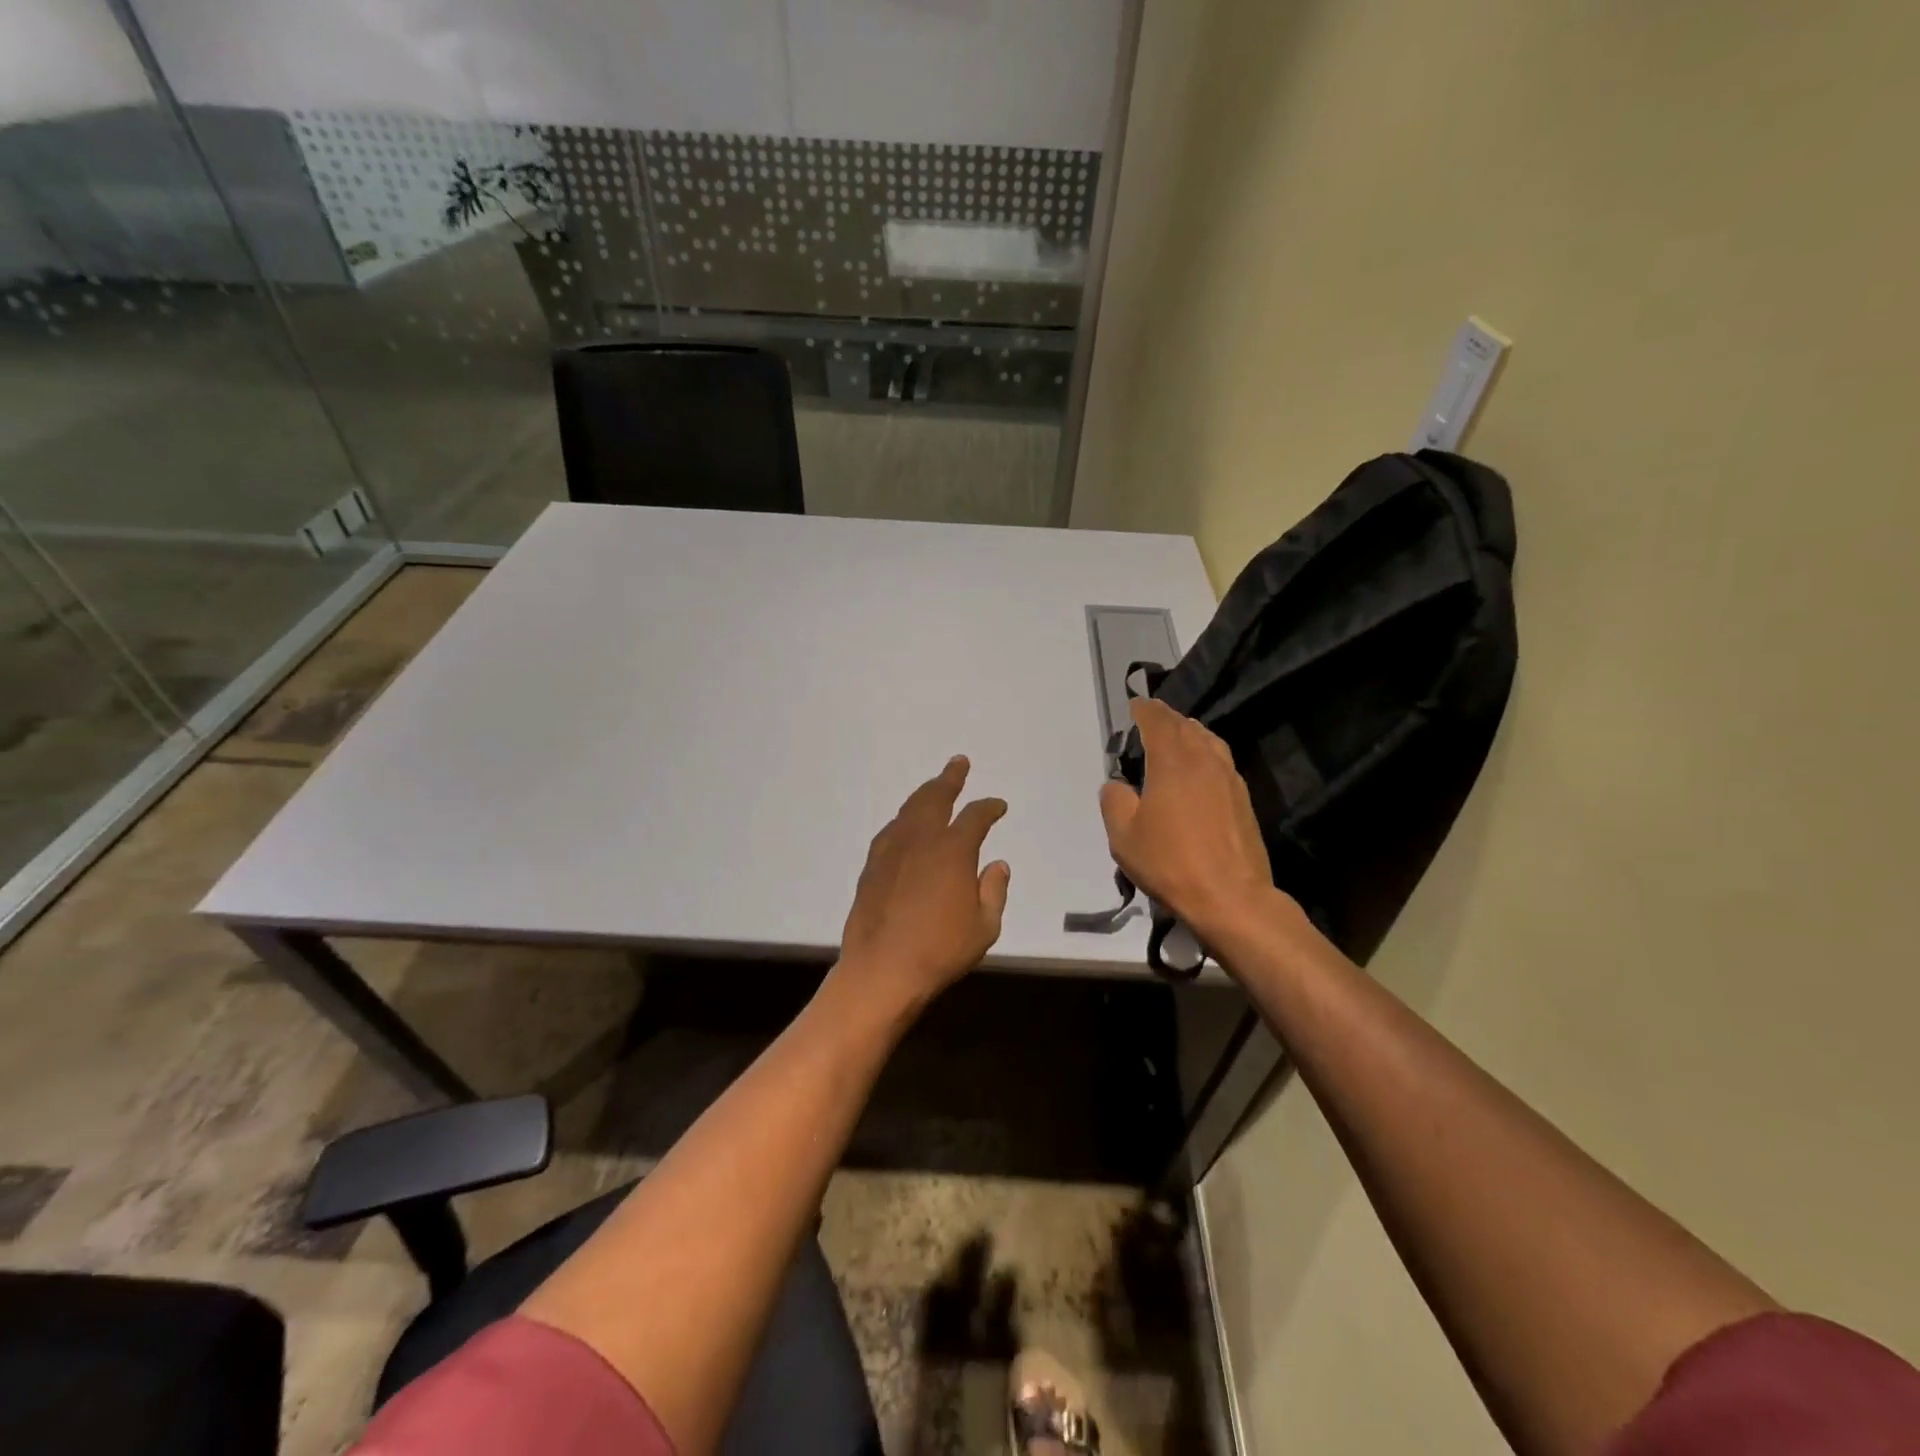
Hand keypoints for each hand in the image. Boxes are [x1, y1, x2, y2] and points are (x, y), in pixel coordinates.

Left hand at [836, 756, 1010, 1014]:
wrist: (882, 970)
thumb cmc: (940, 951)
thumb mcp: (984, 927)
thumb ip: (993, 891)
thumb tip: (997, 865)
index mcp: (953, 850)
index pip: (976, 817)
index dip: (989, 807)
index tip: (998, 806)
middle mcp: (921, 840)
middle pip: (936, 797)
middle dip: (950, 778)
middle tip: (958, 763)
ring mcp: (892, 850)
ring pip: (909, 809)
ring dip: (925, 793)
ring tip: (934, 786)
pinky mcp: (872, 865)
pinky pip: (891, 829)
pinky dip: (904, 819)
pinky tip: (906, 823)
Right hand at [1099, 700, 1280, 944]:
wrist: (1231, 897)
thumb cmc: (1171, 863)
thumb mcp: (1124, 836)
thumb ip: (1115, 801)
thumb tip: (1117, 785)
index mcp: (1172, 762)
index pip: (1158, 722)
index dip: (1144, 710)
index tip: (1135, 704)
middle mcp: (1204, 760)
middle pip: (1185, 726)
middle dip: (1166, 718)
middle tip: (1151, 717)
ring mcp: (1229, 778)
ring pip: (1208, 740)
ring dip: (1189, 732)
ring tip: (1177, 736)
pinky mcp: (1243, 799)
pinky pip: (1221, 760)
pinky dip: (1206, 752)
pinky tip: (1200, 769)